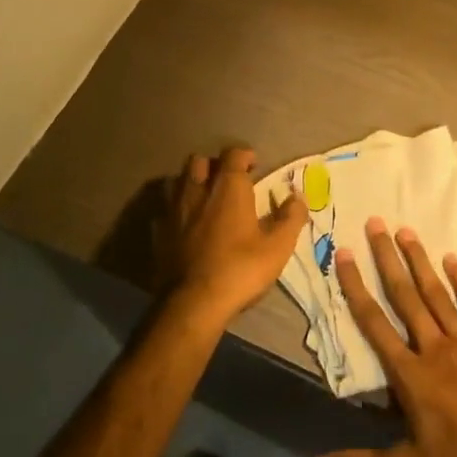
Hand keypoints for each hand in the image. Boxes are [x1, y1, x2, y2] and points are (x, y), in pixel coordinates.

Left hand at [156, 146, 308, 323]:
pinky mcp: (159, 232)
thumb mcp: (278, 246)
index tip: (255, 166)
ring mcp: (174, 210)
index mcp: (228, 188)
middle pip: (199, 161)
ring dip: (191, 184)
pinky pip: (165, 210)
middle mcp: (197, 190)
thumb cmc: (240, 269)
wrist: (193, 303)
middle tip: (228, 181)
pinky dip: (175, 211)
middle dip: (214, 165)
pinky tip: (184, 224)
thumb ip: (291, 217)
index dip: (245, 155)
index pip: (233, 153)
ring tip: (204, 199)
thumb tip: (297, 197)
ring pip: (178, 181)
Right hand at [305, 218, 456, 456]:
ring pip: (439, 294)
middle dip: (388, 259)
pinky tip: (454, 260)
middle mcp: (435, 348)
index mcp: (411, 374)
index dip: (356, 287)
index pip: (374, 324)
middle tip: (376, 223)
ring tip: (406, 231)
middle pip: (406, 297)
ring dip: (421, 262)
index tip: (345, 254)